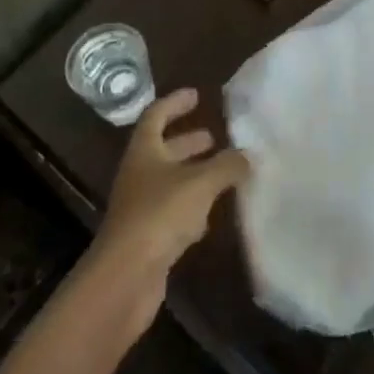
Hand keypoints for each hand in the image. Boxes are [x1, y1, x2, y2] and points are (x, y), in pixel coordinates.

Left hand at [89, 88, 249, 329]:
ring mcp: (142, 208)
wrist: (125, 278)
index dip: (175, 103)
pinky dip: (193, 208)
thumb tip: (248, 155)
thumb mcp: (200, 183)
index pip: (156, 115)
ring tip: (225, 172)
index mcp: (144, 151)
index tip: (197, 95)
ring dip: (195, 175)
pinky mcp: (149, 238)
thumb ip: (227, 166)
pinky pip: (174, 213)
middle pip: (164, 150)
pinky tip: (213, 215)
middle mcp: (140, 175)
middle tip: (217, 137)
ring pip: (171, 182)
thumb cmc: (159, 215)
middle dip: (189, 142)